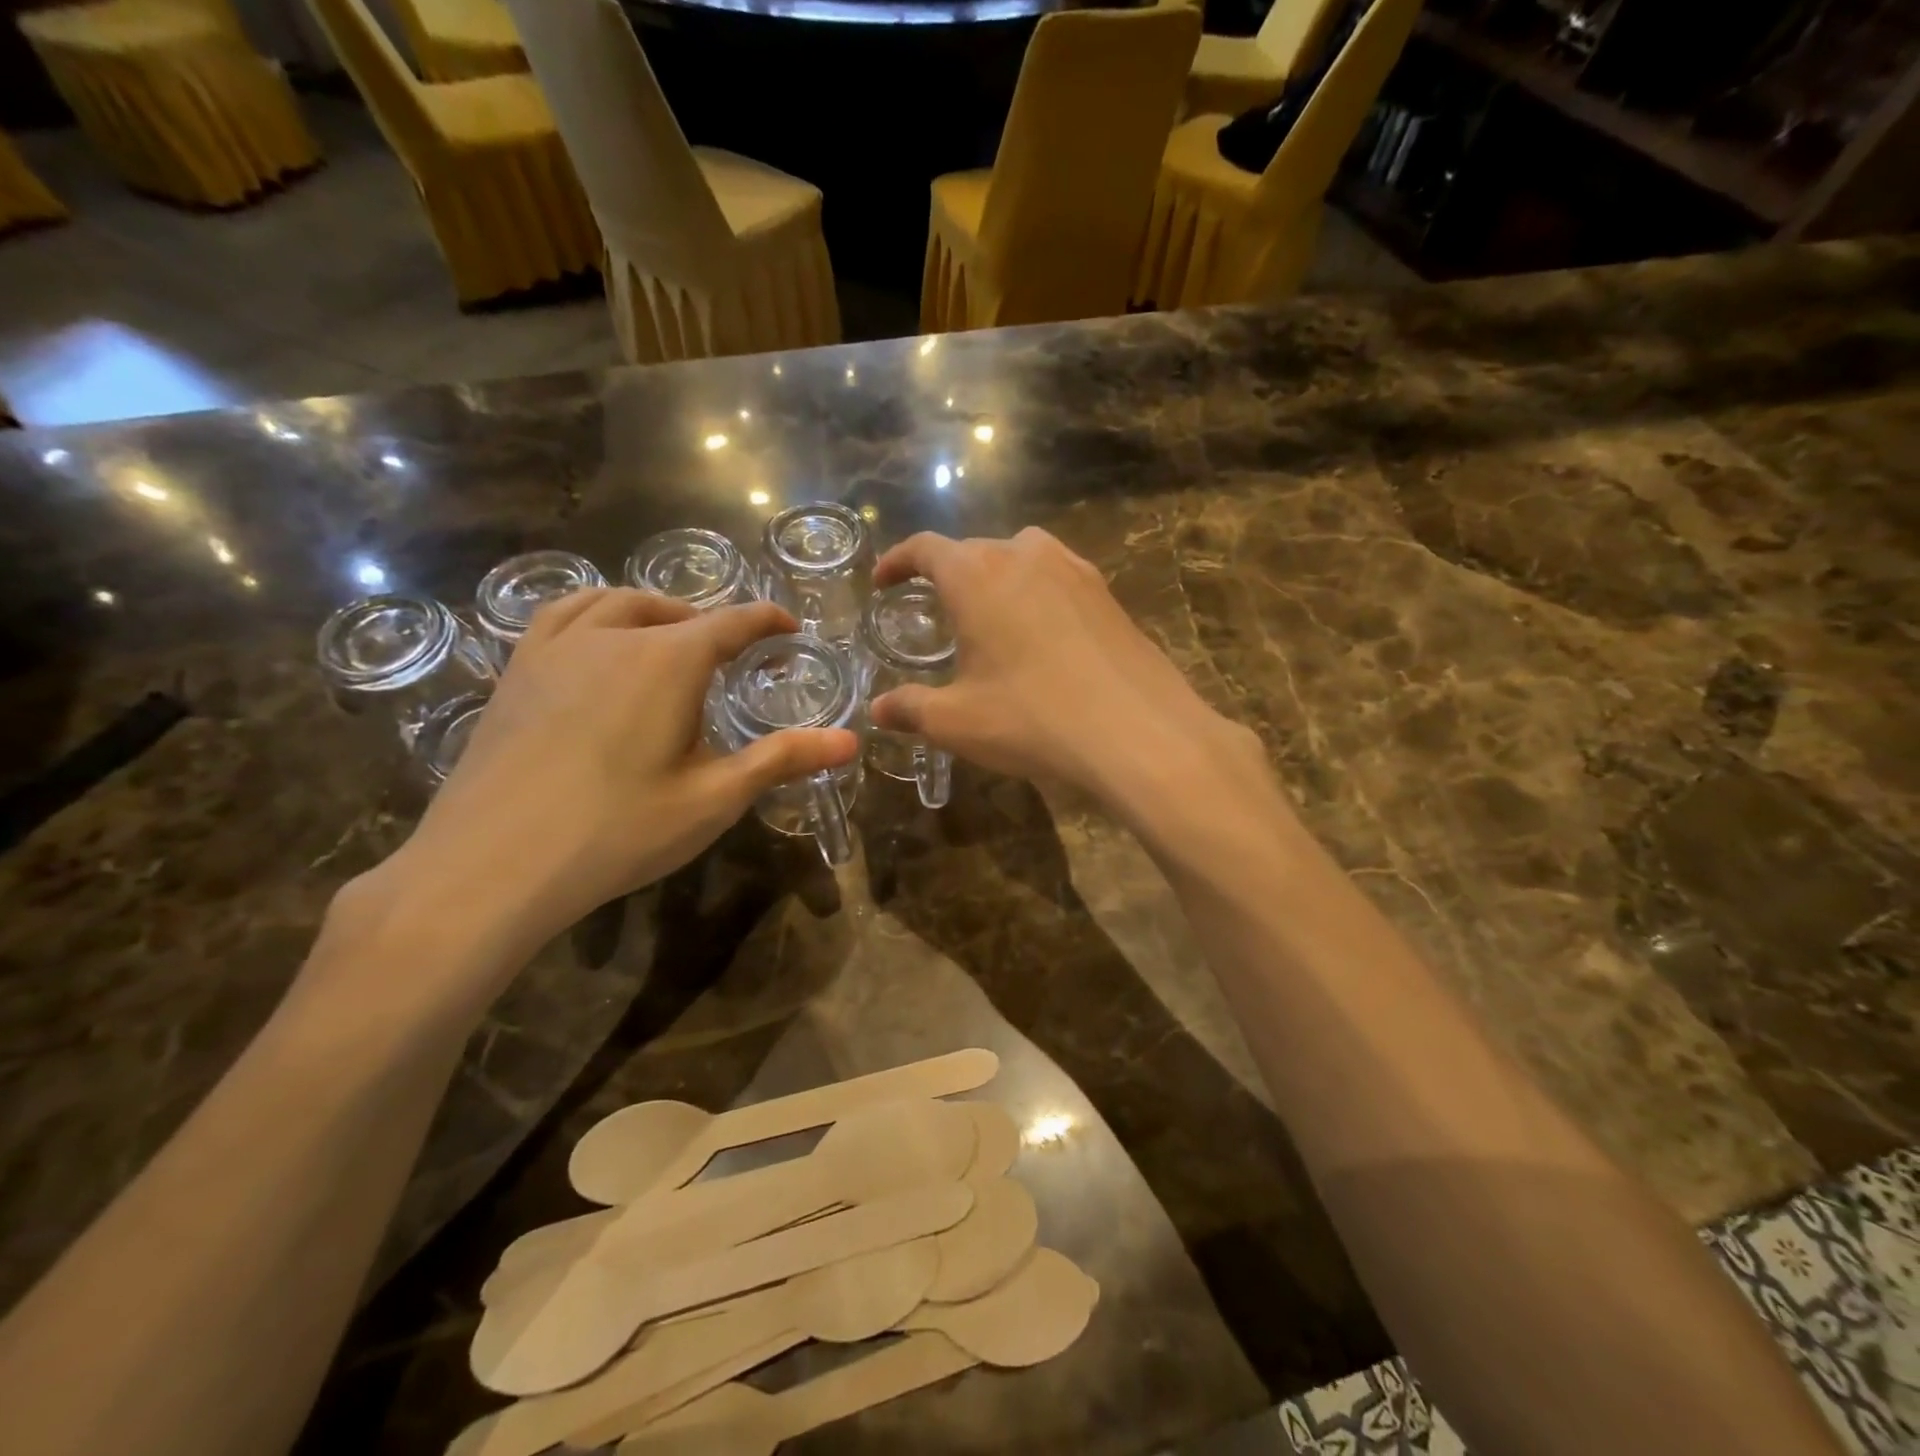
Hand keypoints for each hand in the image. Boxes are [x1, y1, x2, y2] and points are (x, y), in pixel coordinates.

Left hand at [359, 590, 857, 979]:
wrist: (494, 863)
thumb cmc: (620, 830)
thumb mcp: (714, 797)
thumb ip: (782, 759)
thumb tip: (851, 741)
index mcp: (670, 661)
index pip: (732, 623)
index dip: (766, 620)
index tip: (788, 626)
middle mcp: (614, 637)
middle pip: (674, 611)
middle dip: (710, 622)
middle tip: (731, 651)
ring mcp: (556, 649)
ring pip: (614, 603)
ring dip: (653, 610)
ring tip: (668, 632)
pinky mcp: (516, 671)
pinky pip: (560, 616)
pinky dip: (592, 612)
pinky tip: (594, 641)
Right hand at [868, 529, 1258, 803]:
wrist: (1137, 731)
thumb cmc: (1032, 718)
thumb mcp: (957, 721)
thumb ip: (911, 709)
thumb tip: (879, 710)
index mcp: (976, 575)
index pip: (925, 549)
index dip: (898, 562)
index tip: (884, 582)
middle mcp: (1024, 555)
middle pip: (973, 551)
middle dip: (947, 575)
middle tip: (936, 612)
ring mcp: (1073, 569)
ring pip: (1021, 557)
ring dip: (996, 578)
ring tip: (990, 616)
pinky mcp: (1107, 593)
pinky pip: (1057, 578)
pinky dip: (1036, 593)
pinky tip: (1042, 634)